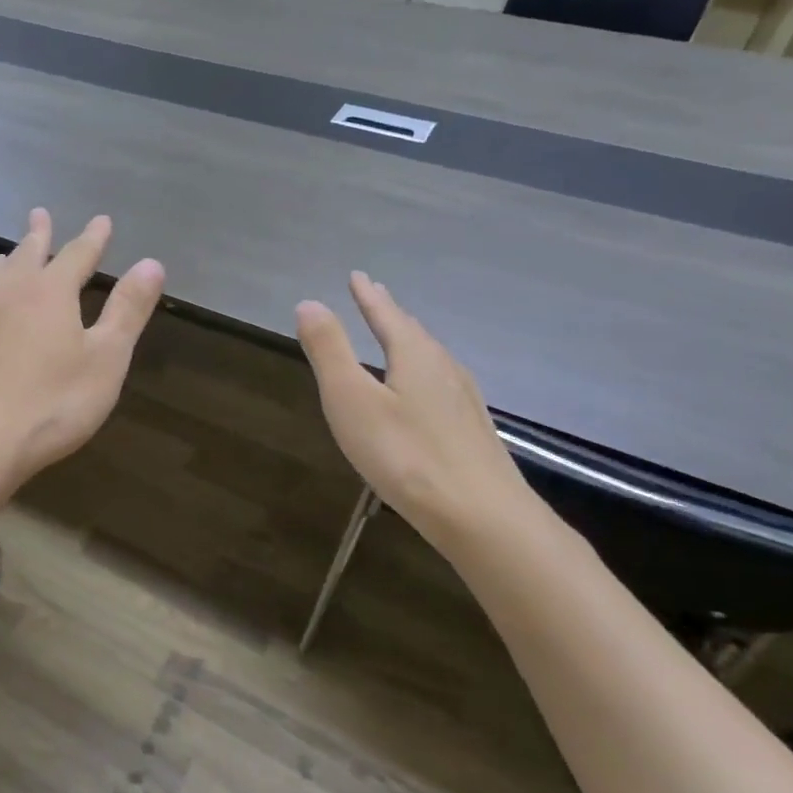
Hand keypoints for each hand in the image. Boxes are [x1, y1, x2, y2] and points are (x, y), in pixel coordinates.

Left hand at [0, 208, 165, 488]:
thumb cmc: (49, 404)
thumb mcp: (105, 361)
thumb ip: (127, 310)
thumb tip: (151, 263)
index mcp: (49, 292)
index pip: (77, 254)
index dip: (93, 238)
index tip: (101, 221)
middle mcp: (6, 292)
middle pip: (26, 255)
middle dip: (39, 235)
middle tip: (40, 214)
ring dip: (6, 263)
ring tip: (6, 256)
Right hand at [296, 272, 531, 551]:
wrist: (482, 516)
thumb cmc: (405, 455)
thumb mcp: (351, 400)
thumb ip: (330, 351)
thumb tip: (310, 303)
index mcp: (414, 356)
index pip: (387, 316)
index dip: (368, 296)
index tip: (357, 275)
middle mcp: (444, 369)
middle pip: (413, 333)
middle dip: (390, 314)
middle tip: (375, 296)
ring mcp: (464, 401)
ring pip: (431, 359)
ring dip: (409, 342)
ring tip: (398, 337)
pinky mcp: (472, 431)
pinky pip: (441, 385)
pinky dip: (423, 373)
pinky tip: (426, 393)